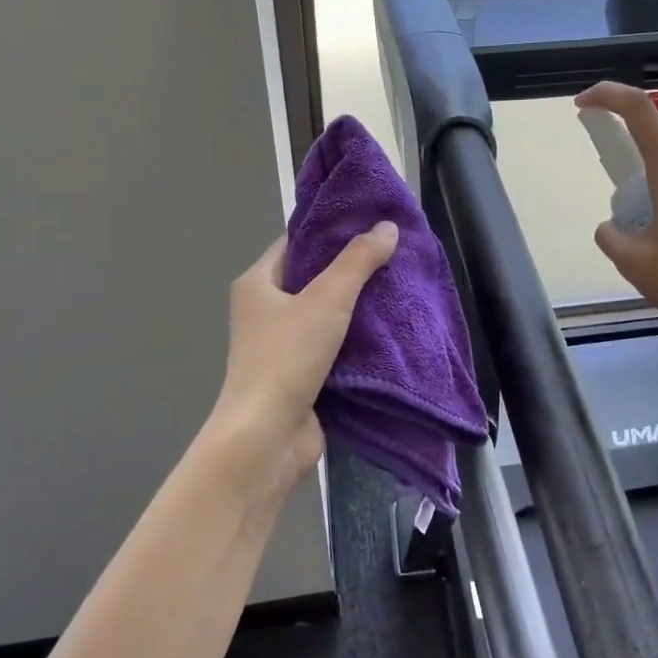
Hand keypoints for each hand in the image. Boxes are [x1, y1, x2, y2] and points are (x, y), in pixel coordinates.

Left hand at [212, 222, 399, 482]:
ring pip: (326, 314)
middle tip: (394, 253)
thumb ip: (358, 261)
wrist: (268, 436)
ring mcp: (282, 345)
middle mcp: (264, 311)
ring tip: (399, 285)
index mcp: (257, 283)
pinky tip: (390, 328)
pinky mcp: (301, 374)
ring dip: (358, 306)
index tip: (371, 221)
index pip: (297, 243)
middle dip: (352, 269)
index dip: (331, 230)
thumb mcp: (327, 298)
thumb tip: (386, 226)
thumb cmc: (288, 357)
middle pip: (313, 278)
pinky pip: (333, 346)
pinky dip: (357, 339)